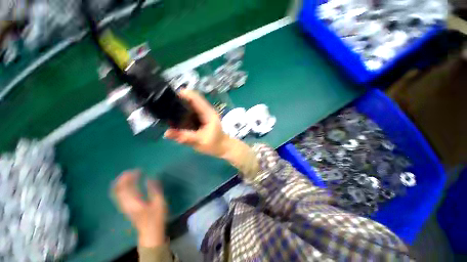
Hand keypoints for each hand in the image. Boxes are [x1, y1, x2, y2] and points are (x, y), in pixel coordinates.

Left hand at [112, 171, 166, 247]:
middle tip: (132, 170)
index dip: (131, 176)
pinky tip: (127, 183)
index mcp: (134, 202)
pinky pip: (119, 195)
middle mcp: (126, 203)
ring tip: (129, 174)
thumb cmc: (156, 216)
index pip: (127, 186)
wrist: (150, 231)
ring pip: (116, 191)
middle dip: (123, 177)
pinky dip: (121, 187)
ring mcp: (124, 206)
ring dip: (121, 181)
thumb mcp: (159, 202)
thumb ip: (154, 189)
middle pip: (118, 188)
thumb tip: (149, 178)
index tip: (139, 170)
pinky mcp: (125, 207)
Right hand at [164, 89, 232, 157]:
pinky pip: (190, 112)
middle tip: (163, 106)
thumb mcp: (200, 142)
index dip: (183, 94)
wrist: (222, 147)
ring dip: (179, 107)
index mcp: (208, 113)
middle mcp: (206, 111)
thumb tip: (167, 132)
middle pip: (191, 100)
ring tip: (166, 111)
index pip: (195, 98)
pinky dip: (182, 113)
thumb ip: (185, 137)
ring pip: (190, 105)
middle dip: (178, 101)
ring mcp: (203, 114)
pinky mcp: (201, 118)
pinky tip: (174, 118)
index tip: (168, 96)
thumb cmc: (214, 144)